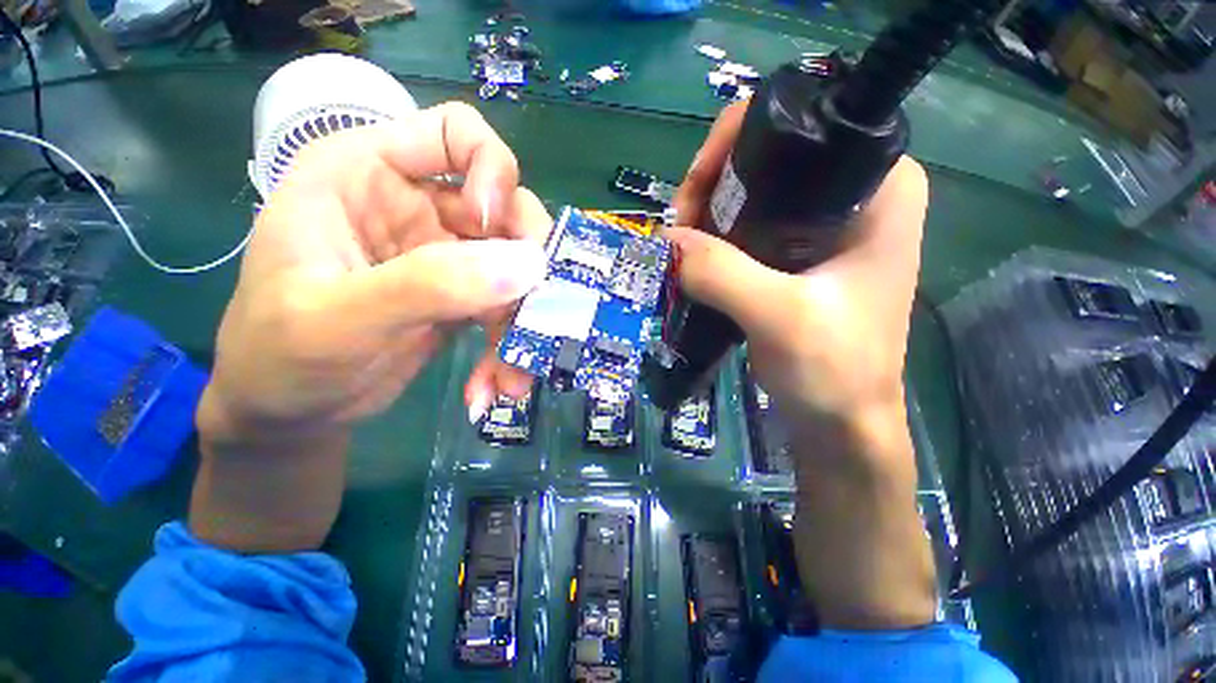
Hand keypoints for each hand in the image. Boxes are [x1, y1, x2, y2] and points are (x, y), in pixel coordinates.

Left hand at [198, 102, 547, 444]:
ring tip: (511, 378)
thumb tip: (529, 265)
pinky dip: (508, 345)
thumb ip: (430, 284)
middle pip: (506, 211)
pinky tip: (494, 384)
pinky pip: (508, 307)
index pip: (456, 134)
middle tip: (534, 315)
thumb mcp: (340, 318)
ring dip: (522, 322)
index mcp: (367, 175)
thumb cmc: (280, 355)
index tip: (496, 230)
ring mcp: (446, 254)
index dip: (492, 173)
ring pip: (516, 268)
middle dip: (526, 266)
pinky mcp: (463, 295)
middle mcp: (417, 206)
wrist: (290, 411)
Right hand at [671, 101, 926, 428]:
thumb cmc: (834, 370)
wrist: (843, 421)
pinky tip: (695, 259)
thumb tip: (666, 239)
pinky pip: (747, 228)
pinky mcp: (801, 255)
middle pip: (767, 158)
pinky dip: (716, 240)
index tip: (694, 196)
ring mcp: (827, 225)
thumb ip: (722, 274)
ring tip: (681, 250)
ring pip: (751, 195)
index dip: (733, 146)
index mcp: (879, 185)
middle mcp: (856, 192)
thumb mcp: (780, 318)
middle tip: (680, 230)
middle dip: (713, 187)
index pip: (799, 125)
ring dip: (708, 216)